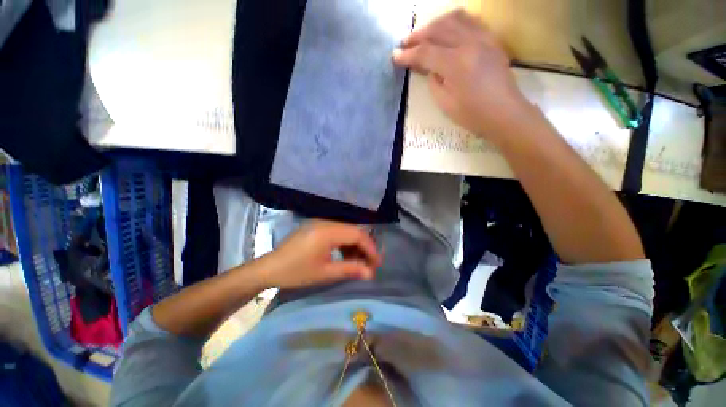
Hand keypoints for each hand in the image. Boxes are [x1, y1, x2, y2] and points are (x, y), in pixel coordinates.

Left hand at [258, 220, 381, 289]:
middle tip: (370, 264)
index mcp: (327, 231)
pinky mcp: (316, 226)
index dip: (370, 248)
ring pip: (346, 230)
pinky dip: (344, 243)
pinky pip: (337, 231)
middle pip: (353, 230)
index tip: (377, 263)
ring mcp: (320, 223)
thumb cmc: (295, 272)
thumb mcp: (325, 273)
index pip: (357, 234)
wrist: (269, 268)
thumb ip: (350, 269)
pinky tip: (346, 255)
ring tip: (359, 262)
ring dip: (355, 245)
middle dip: (364, 247)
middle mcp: (325, 222)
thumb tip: (371, 273)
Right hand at [393, 9, 531, 140]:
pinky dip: (454, 21)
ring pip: (454, 19)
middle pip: (437, 29)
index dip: (408, 54)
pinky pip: (470, 21)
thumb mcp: (445, 103)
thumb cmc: (472, 114)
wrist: (504, 112)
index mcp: (456, 64)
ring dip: (434, 24)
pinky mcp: (491, 39)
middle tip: (405, 43)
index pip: (426, 52)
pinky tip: (447, 29)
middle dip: (417, 35)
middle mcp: (469, 43)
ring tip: (424, 34)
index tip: (395, 56)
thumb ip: (434, 81)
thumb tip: (430, 68)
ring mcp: (483, 38)